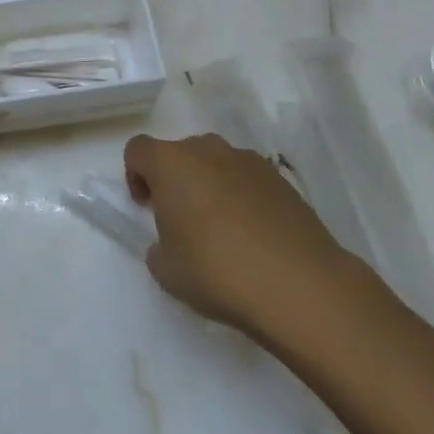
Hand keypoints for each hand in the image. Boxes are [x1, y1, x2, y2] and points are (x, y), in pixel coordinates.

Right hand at [124, 133, 353, 337]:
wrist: (298, 284)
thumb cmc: (216, 271)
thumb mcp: (166, 270)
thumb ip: (159, 246)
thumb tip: (175, 240)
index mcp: (172, 163)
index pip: (138, 149)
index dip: (135, 175)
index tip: (146, 207)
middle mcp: (208, 150)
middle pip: (180, 152)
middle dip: (176, 179)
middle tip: (182, 220)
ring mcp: (249, 161)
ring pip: (217, 163)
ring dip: (210, 185)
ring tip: (222, 230)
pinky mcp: (282, 179)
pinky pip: (248, 179)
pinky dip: (243, 197)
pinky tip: (253, 236)